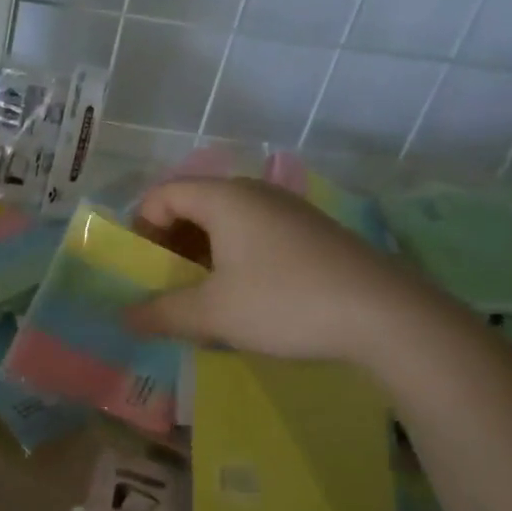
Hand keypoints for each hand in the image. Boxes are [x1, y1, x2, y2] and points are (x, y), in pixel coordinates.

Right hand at [124, 178, 431, 366]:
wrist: (387, 316)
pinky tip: (246, 299)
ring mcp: (290, 211)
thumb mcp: (212, 313)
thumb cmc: (284, 303)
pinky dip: (235, 260)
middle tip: (168, 286)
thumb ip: (161, 313)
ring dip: (203, 256)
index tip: (142, 270)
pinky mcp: (314, 233)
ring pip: (227, 223)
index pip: (162, 195)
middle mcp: (256, 193)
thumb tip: (124, 317)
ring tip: (204, 298)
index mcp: (225, 198)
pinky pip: (256, 235)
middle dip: (170, 246)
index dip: (140, 229)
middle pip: (193, 206)